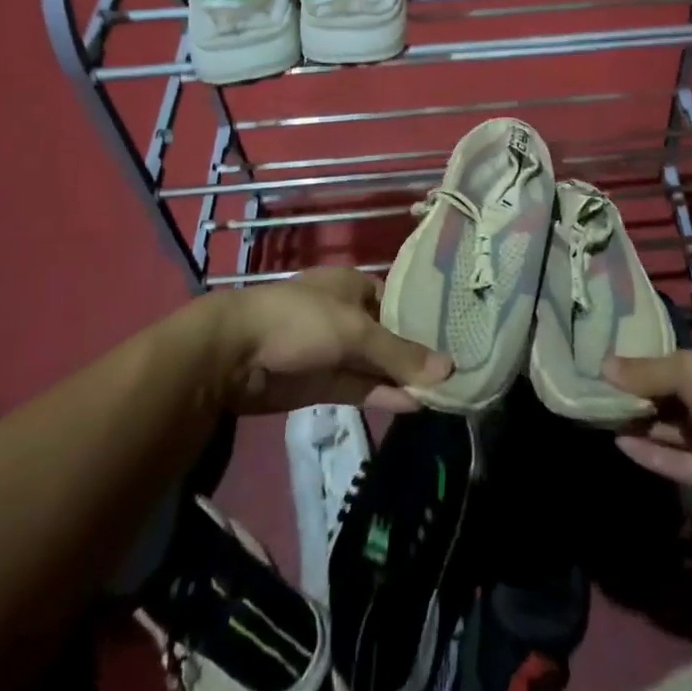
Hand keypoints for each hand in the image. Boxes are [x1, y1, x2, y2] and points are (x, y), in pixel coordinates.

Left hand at [209, 267, 451, 414]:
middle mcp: (346, 315)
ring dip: (402, 379)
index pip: (397, 301)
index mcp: (353, 286)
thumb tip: (449, 368)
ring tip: (442, 394)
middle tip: (456, 373)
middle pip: (388, 336)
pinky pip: (360, 387)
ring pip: (375, 365)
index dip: (423, 319)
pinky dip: (383, 395)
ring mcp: (333, 350)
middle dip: (415, 354)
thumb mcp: (355, 332)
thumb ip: (399, 353)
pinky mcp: (321, 382)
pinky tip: (414, 405)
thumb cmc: (301, 320)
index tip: (456, 338)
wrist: (235, 353)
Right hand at [605, 343, 691, 525]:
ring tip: (601, 419)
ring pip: (674, 431)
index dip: (646, 364)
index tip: (611, 368)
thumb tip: (603, 365)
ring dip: (642, 426)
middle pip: (672, 398)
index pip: (677, 362)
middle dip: (639, 398)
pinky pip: (680, 462)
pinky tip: (621, 446)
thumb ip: (646, 371)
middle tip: (598, 396)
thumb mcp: (688, 369)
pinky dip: (653, 455)